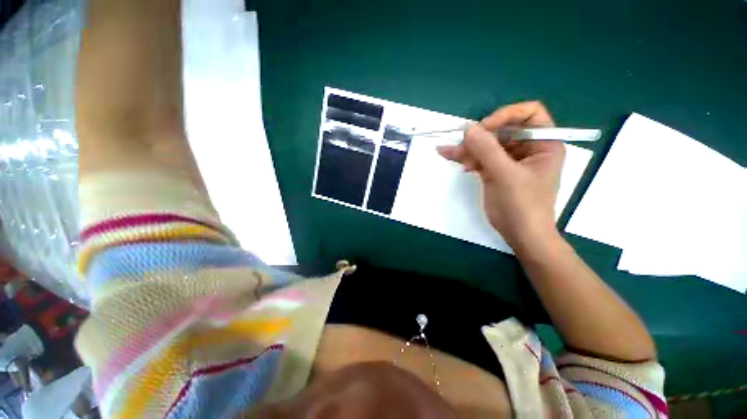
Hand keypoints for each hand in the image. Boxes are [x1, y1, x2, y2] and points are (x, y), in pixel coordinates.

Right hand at [437, 101, 564, 247]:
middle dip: (480, 137)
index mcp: (543, 143)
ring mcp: (509, 160)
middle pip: (502, 130)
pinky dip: (466, 158)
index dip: (506, 116)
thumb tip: (468, 128)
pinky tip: (451, 157)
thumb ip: (487, 150)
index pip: (529, 114)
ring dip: (467, 148)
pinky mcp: (495, 171)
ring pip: (487, 145)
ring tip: (447, 151)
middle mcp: (527, 148)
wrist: (520, 234)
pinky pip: (479, 158)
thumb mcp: (506, 175)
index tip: (484, 128)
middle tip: (460, 142)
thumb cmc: (523, 205)